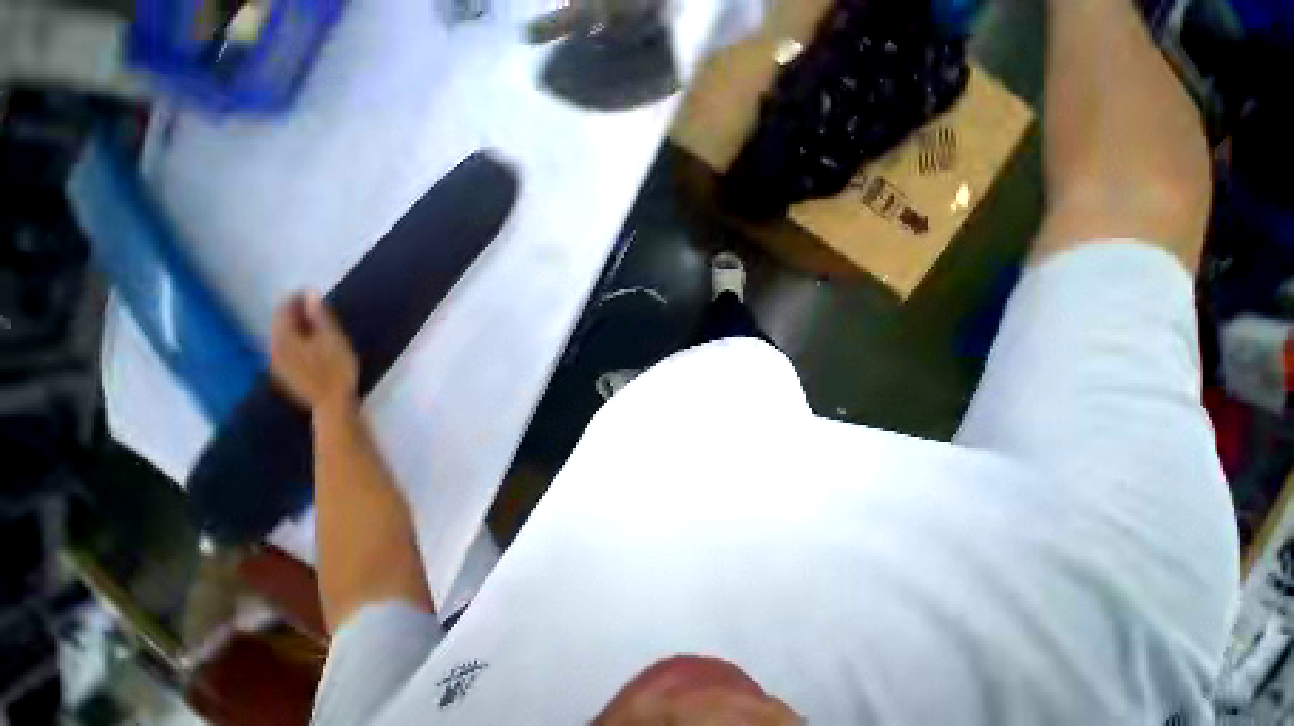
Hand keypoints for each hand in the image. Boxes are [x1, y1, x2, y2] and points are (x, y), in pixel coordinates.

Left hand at [270, 293, 358, 413]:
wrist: (332, 402)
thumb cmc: (337, 368)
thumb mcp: (333, 339)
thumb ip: (320, 317)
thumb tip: (310, 294)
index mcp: (284, 337)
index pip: (284, 310)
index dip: (296, 299)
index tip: (310, 291)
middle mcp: (274, 348)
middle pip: (281, 324)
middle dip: (295, 313)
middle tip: (313, 306)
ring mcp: (278, 363)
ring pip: (282, 338)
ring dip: (296, 328)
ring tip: (314, 324)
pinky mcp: (286, 374)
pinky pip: (286, 350)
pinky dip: (296, 341)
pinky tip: (309, 344)